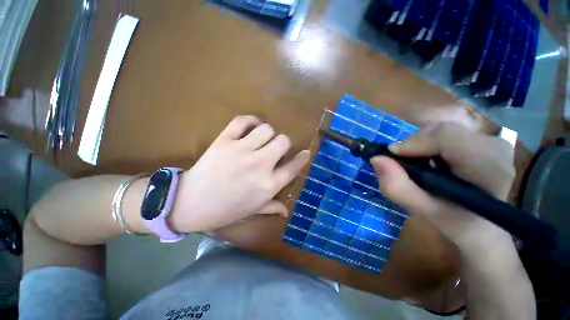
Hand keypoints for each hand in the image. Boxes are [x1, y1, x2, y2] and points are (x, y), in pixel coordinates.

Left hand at [171, 115, 309, 232]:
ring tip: (261, 140)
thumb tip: (286, 211)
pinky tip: (251, 127)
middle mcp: (260, 165)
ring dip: (267, 133)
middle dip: (283, 144)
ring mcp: (242, 151)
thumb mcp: (252, 211)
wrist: (190, 204)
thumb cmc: (225, 210)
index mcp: (269, 185)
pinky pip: (242, 121)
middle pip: (283, 141)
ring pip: (266, 129)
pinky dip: (250, 121)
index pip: (294, 167)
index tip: (305, 153)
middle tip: (275, 149)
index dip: (302, 158)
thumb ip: (272, 208)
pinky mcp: (225, 141)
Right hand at [370, 122, 515, 252]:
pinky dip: (428, 144)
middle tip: (403, 165)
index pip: (447, 137)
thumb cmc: (456, 223)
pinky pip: (447, 133)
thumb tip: (376, 159)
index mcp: (489, 168)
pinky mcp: (484, 140)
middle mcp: (495, 148)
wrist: (482, 226)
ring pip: (442, 129)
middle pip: (442, 130)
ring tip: (416, 164)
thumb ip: (398, 187)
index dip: (414, 142)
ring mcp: (492, 141)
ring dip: (420, 144)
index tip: (392, 156)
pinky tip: (429, 160)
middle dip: (414, 144)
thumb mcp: (423, 211)